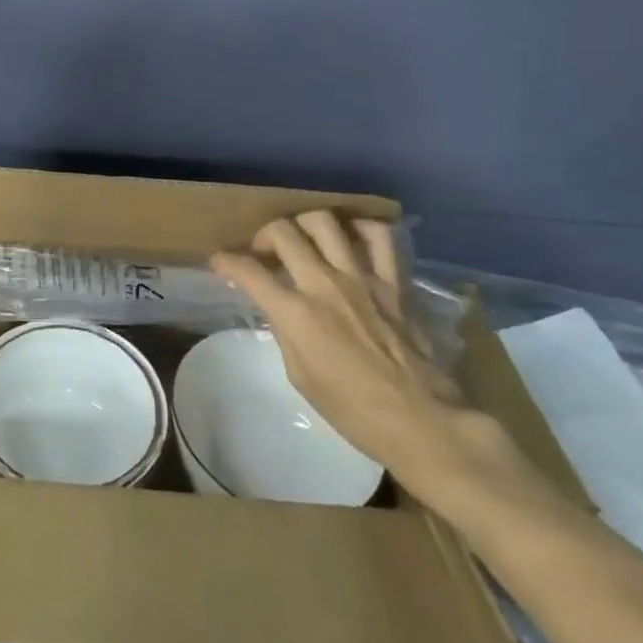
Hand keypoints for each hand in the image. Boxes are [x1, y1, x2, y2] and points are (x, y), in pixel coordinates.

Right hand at [211, 211, 538, 515]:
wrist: (422, 421)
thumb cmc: (353, 411)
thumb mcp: (300, 377)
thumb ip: (285, 331)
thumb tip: (278, 308)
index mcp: (297, 314)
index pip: (248, 272)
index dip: (226, 262)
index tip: (220, 262)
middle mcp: (324, 285)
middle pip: (284, 232)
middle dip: (263, 235)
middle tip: (264, 252)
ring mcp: (362, 278)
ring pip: (325, 222)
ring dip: (305, 225)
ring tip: (304, 240)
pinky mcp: (393, 282)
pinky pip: (379, 237)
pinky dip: (360, 229)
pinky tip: (351, 239)